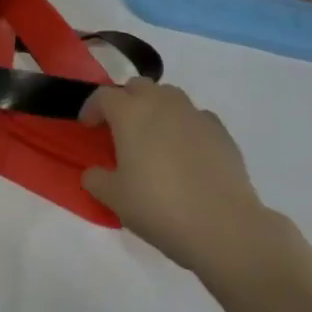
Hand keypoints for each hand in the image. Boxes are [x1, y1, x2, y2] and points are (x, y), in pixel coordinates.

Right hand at [82, 79, 266, 272]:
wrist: (223, 225)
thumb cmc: (159, 208)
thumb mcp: (115, 199)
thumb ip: (96, 179)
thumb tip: (93, 172)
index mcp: (130, 113)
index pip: (103, 96)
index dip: (92, 108)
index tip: (88, 127)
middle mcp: (161, 103)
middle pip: (138, 86)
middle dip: (125, 101)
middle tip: (121, 129)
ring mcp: (194, 113)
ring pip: (169, 95)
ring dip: (156, 108)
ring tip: (154, 137)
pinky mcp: (220, 130)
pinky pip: (196, 117)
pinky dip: (185, 126)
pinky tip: (186, 152)